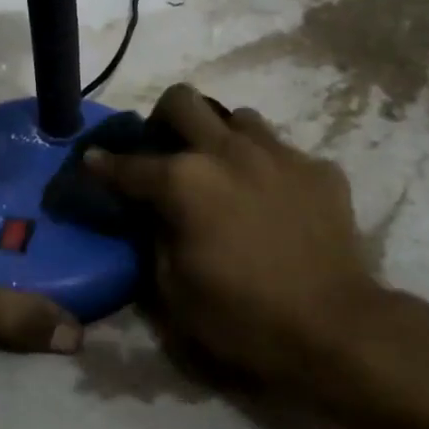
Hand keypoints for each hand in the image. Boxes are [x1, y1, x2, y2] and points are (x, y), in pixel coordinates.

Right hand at [86, 84, 428, 399]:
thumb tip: (152, 212)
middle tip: (164, 148)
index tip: (92, 160)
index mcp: (185, 181)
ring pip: (239, 117)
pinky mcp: (320, 169)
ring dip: (221, 138)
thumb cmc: (243, 317)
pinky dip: (268, 169)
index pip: (130, 164)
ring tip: (224, 171)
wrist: (335, 328)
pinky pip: (283, 152)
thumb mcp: (174, 290)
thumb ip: (155, 237)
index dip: (103, 164)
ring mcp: (279, 154)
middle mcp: (229, 151)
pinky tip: (274, 201)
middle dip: (162, 119)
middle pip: (183, 100)